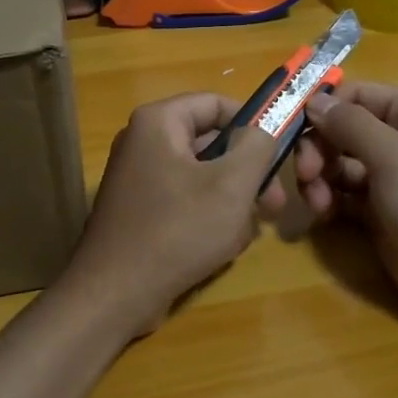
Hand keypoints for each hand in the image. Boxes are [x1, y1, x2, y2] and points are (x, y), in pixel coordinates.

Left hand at [60, 93, 286, 337]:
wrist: (116, 294)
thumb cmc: (178, 230)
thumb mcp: (232, 184)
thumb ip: (257, 145)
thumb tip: (265, 127)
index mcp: (159, 122)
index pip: (216, 103)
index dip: (254, 122)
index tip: (281, 151)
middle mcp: (144, 142)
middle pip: (212, 142)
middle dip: (247, 173)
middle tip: (275, 203)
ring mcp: (140, 179)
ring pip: (204, 176)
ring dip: (232, 201)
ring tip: (246, 232)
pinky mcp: (141, 211)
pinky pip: (186, 201)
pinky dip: (209, 218)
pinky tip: (222, 246)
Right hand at [300, 83, 397, 329]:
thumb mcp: (392, 156)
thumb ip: (349, 124)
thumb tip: (313, 100)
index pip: (356, 94)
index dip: (323, 110)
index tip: (293, 132)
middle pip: (342, 128)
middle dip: (319, 150)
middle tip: (306, 176)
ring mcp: (391, 173)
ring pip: (338, 162)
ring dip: (320, 178)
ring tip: (318, 204)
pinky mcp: (379, 206)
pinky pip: (343, 191)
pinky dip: (329, 198)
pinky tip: (323, 215)